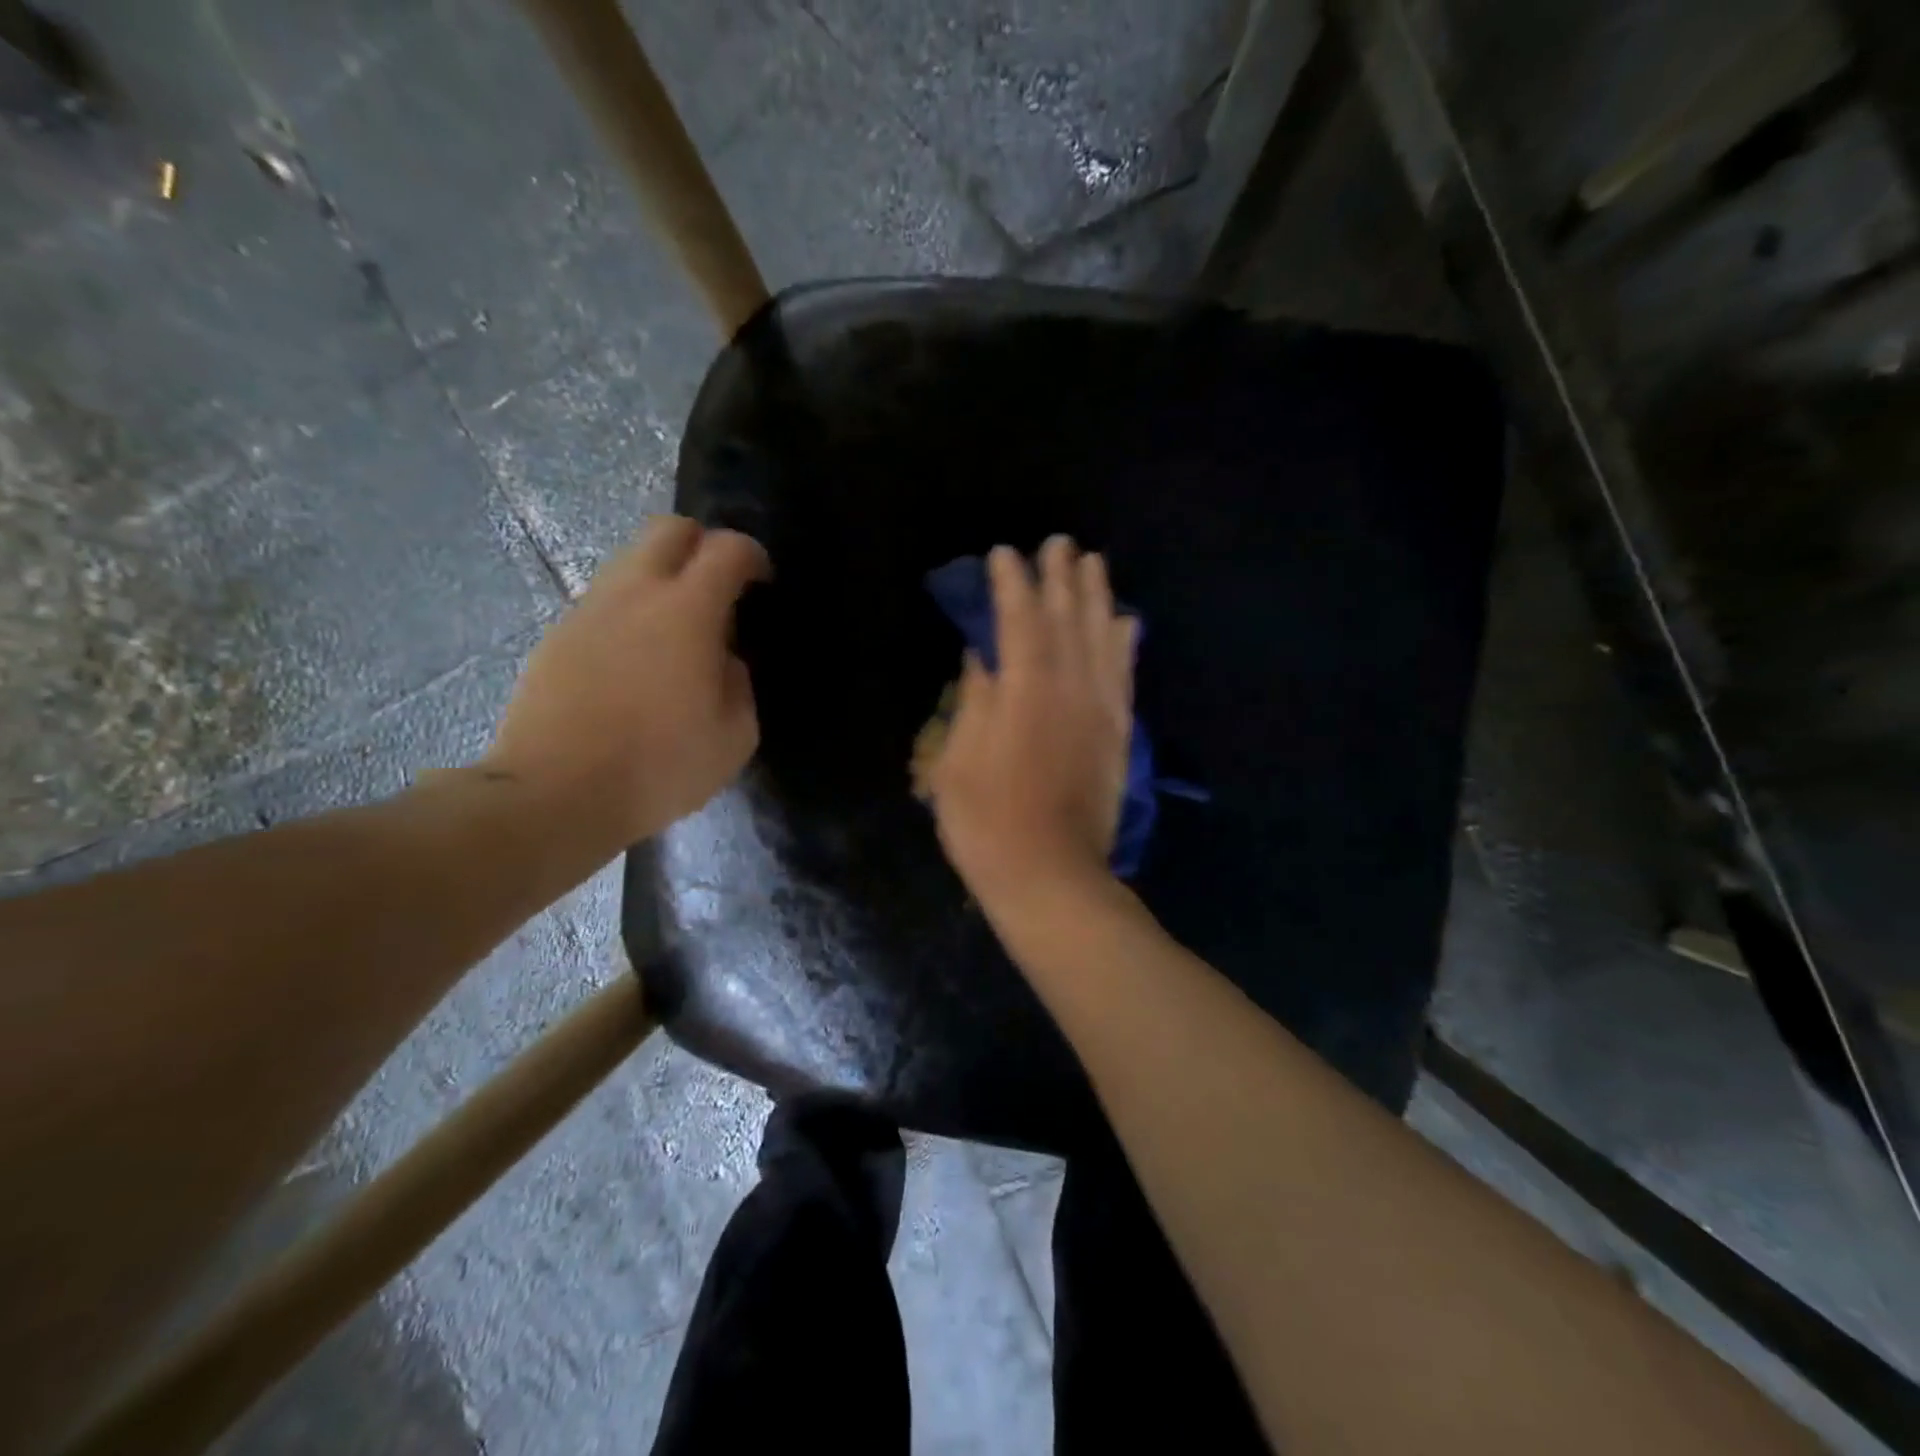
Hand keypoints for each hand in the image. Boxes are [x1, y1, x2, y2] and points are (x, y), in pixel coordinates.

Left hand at [485, 516, 767, 846]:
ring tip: (676, 629)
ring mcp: (588, 610)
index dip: (752, 556)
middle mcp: (634, 593)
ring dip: (662, 578)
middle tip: (718, 588)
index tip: (761, 582)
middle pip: (669, 528)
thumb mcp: (734, 736)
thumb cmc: (659, 767)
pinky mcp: (557, 636)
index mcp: (687, 611)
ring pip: (629, 561)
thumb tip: (724, 660)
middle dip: (701, 544)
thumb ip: (739, 684)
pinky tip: (636, 660)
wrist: (555, 794)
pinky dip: (630, 611)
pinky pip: (604, 602)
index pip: (726, 549)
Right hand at [928, 536, 1136, 918]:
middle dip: (1060, 578)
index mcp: (1023, 693)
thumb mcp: (957, 763)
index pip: (1018, 622)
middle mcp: (1068, 690)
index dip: (1011, 585)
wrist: (1050, 876)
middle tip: (1059, 543)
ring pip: (1102, 640)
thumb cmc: (986, 823)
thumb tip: (981, 657)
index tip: (1004, 554)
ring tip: (1093, 563)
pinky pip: (1124, 678)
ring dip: (1097, 597)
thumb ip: (974, 702)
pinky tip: (1126, 622)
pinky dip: (1125, 645)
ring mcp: (1099, 712)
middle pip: (1067, 620)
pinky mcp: (1118, 735)